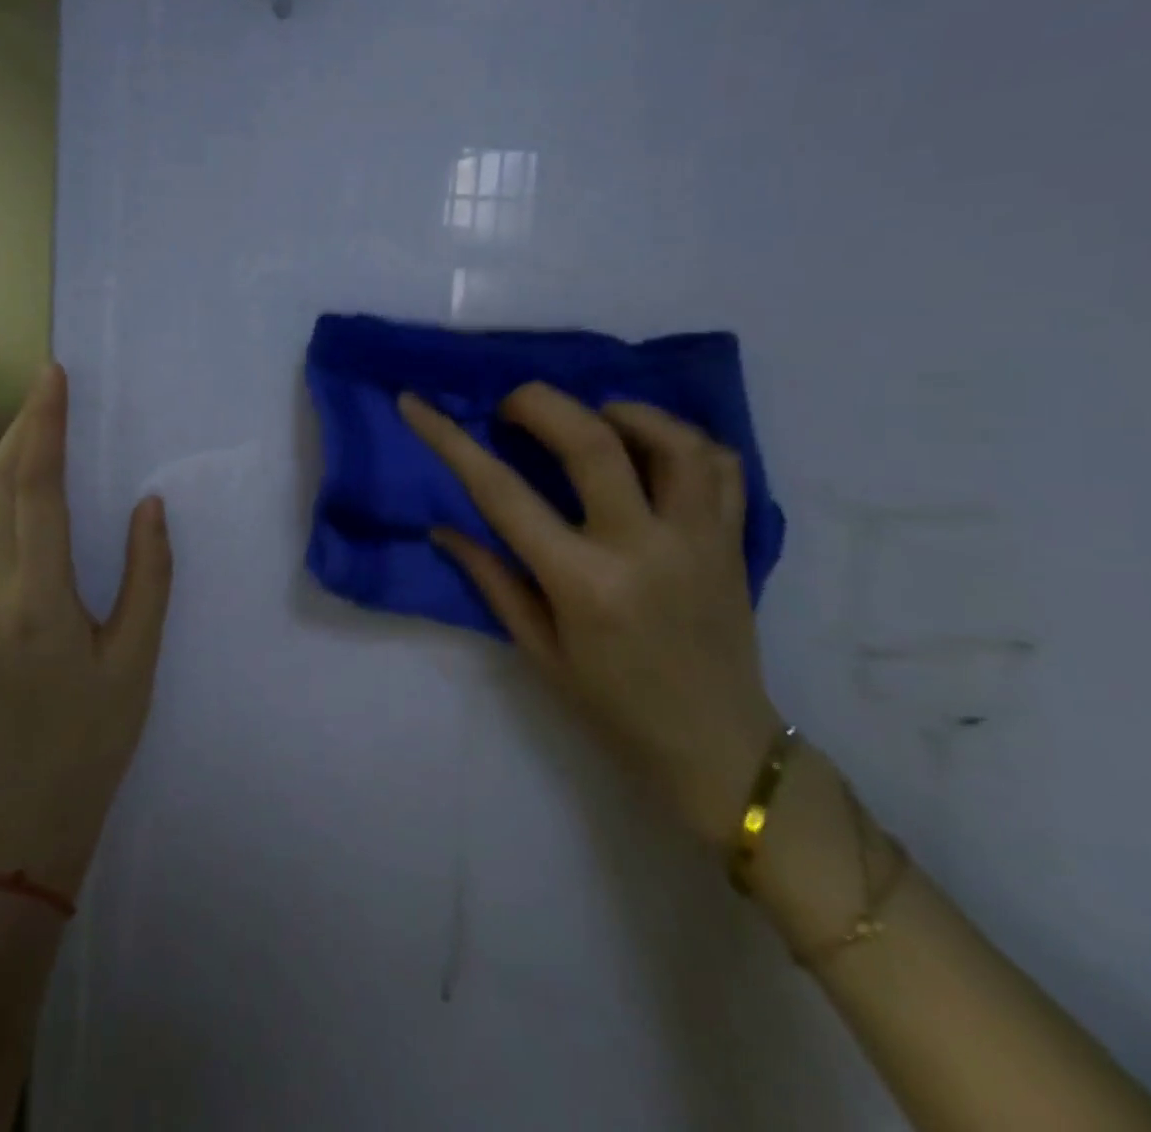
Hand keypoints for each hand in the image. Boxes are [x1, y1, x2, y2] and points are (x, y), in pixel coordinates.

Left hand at [0, 364, 171, 893]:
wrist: (36, 802)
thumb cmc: (98, 732)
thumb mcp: (138, 656)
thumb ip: (147, 575)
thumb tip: (148, 505)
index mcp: (39, 598)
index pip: (37, 492)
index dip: (45, 428)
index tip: (52, 378)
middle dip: (21, 428)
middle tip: (48, 385)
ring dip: (7, 457)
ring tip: (41, 425)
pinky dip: (1, 490)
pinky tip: (26, 486)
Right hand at [400, 385, 779, 845]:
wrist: (716, 749)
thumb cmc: (612, 706)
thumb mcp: (538, 650)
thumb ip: (491, 578)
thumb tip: (444, 526)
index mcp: (582, 583)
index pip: (501, 493)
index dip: (449, 439)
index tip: (416, 404)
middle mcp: (643, 548)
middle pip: (592, 441)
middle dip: (539, 402)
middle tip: (512, 406)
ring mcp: (698, 539)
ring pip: (671, 439)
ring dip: (621, 412)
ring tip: (591, 419)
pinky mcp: (734, 540)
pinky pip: (722, 465)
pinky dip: (682, 439)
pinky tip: (651, 447)